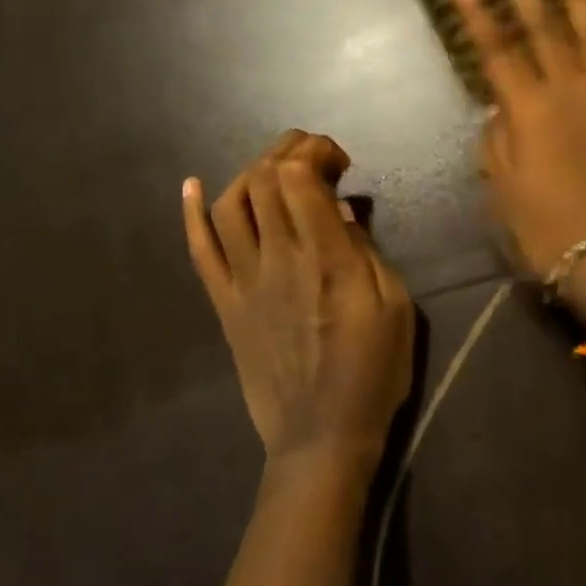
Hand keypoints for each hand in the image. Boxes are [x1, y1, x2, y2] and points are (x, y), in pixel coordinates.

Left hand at [183, 131, 414, 475]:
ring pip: (230, 205)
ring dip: (251, 172)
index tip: (340, 161)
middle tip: (313, 153)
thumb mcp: (394, 306)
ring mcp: (244, 282)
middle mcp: (278, 260)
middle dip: (287, 150)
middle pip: (264, 180)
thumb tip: (342, 210)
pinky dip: (191, 213)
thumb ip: (366, 252)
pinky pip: (200, 251)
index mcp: (326, 259)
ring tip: (276, 168)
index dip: (315, 151)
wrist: (321, 436)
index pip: (299, 178)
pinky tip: (192, 185)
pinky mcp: (225, 305)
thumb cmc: (373, 371)